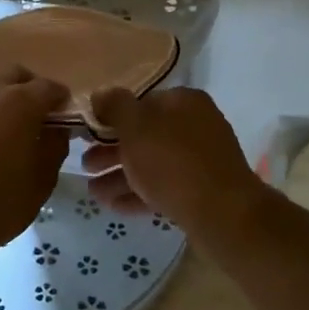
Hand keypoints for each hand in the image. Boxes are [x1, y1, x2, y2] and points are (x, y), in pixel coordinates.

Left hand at [0, 67, 68, 260]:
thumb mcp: (40, 182)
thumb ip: (54, 146)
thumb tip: (55, 129)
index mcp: (18, 101)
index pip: (50, 87)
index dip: (61, 101)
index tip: (65, 118)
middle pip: (15, 75)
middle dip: (30, 90)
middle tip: (36, 118)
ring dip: (1, 98)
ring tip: (4, 129)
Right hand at [81, 87, 268, 239]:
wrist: (223, 214)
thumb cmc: (173, 162)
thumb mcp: (136, 127)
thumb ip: (115, 107)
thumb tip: (101, 94)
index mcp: (184, 102)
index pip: (141, 102)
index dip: (112, 117)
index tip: (89, 134)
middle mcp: (195, 125)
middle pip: (144, 135)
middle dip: (112, 151)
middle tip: (85, 165)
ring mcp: (201, 159)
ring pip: (152, 163)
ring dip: (120, 176)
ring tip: (93, 192)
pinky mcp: (202, 190)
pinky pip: (164, 186)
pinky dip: (139, 193)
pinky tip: (114, 206)